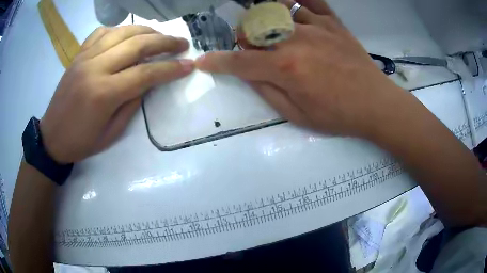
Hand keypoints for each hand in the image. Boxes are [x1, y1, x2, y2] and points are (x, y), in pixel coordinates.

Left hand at [40, 25, 194, 163]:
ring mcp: (85, 57)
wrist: (52, 137)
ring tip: (160, 35)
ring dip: (146, 30)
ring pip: (122, 32)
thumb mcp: (112, 132)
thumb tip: (149, 81)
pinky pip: (102, 32)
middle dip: (165, 42)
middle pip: (137, 45)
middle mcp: (95, 68)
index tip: (189, 65)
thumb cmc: (81, 142)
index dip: (170, 68)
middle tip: (182, 43)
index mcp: (104, 93)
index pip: (145, 73)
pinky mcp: (78, 55)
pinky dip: (119, 30)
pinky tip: (127, 35)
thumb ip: (132, 103)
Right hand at [197, 0, 406, 137]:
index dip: (216, 61)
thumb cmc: (338, 115)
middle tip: (252, 51)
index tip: (204, 61)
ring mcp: (316, 27)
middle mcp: (296, 40)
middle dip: (244, 40)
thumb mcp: (297, 115)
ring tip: (272, 31)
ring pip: (277, 10)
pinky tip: (292, 7)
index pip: (239, 62)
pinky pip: (310, 1)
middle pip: (254, 28)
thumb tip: (246, 74)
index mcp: (286, 68)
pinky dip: (297, 0)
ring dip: (265, 21)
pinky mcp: (333, 22)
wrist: (375, 104)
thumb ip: (267, 92)